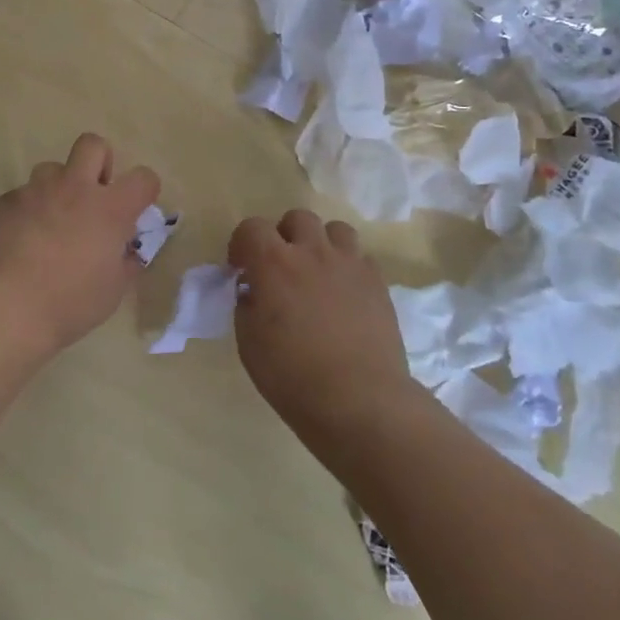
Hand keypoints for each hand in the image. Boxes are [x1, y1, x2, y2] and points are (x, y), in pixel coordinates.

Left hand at [0, 133, 160, 356]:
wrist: (3, 305)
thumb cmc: (68, 303)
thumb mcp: (111, 292)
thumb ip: (124, 264)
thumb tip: (127, 254)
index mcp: (109, 209)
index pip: (143, 178)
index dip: (144, 190)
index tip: (136, 209)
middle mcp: (73, 188)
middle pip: (92, 145)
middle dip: (98, 163)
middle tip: (93, 196)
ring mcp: (34, 191)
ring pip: (51, 169)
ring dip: (57, 189)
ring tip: (50, 223)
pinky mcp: (2, 202)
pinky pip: (20, 197)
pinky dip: (26, 213)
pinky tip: (18, 243)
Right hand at [230, 210, 412, 438]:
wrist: (360, 401)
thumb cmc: (293, 377)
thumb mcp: (249, 343)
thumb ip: (247, 305)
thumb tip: (254, 291)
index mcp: (273, 263)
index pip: (251, 227)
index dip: (242, 244)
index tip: (241, 269)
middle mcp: (312, 252)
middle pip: (297, 218)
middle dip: (284, 236)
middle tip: (281, 267)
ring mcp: (349, 264)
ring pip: (335, 229)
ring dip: (321, 244)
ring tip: (318, 273)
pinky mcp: (377, 282)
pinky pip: (361, 257)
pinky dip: (349, 267)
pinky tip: (344, 294)